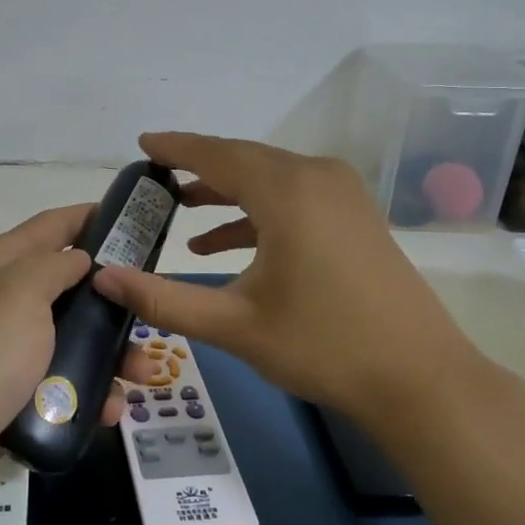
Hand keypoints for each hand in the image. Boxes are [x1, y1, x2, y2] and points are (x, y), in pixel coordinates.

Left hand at [0, 205, 125, 524]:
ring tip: (142, 374)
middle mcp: (2, 301)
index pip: (52, 226)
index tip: (137, 224)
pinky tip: (111, 410)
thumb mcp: (19, 294)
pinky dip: (87, 394)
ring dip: (108, 355)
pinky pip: (60, 386)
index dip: (91, 218)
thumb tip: (79, 258)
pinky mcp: (11, 396)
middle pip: (69, 288)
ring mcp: (5, 352)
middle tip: (151, 313)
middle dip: (112, 301)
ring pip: (70, 341)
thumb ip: (55, 267)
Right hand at [92, 132, 483, 422]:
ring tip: (180, 209)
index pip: (216, 154)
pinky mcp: (354, 216)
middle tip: (154, 178)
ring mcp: (342, 194)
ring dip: (225, 191)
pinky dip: (256, 213)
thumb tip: (104, 279)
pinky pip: (293, 197)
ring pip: (269, 178)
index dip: (175, 147)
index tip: (142, 143)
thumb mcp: (234, 324)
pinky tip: (223, 244)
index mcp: (287, 191)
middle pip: (243, 159)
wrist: (421, 380)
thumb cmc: (323, 346)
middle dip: (197, 167)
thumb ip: (164, 298)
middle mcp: (316, 177)